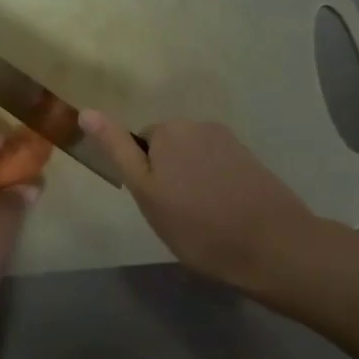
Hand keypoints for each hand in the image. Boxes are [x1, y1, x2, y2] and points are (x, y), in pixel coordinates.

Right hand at [80, 113, 315, 288]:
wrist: (273, 247)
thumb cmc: (198, 226)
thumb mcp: (146, 192)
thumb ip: (117, 149)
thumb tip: (85, 111)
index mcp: (169, 130)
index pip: (139, 145)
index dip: (145, 177)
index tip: (158, 205)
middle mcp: (199, 125)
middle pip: (168, 148)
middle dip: (168, 175)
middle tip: (177, 215)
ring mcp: (229, 141)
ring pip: (194, 159)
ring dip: (193, 181)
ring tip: (204, 219)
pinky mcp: (251, 159)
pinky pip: (218, 168)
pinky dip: (216, 186)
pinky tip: (227, 214)